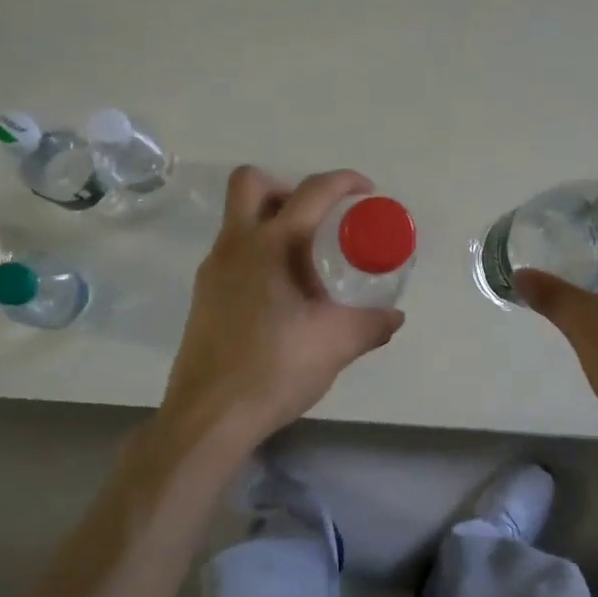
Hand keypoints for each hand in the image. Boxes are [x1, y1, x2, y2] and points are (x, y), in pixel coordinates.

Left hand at [160, 166, 405, 447]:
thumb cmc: (275, 369)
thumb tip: (393, 316)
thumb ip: (371, 324)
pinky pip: (232, 254)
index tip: (366, 193)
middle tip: (317, 220)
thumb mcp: (336, 344)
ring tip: (306, 264)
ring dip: (271, 223)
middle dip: (286, 187)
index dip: (344, 182)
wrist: (211, 415)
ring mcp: (213, 270)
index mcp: (272, 246)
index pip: (311, 192)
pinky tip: (281, 297)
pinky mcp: (203, 295)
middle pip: (251, 183)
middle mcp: (235, 246)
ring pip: (238, 220)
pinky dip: (258, 255)